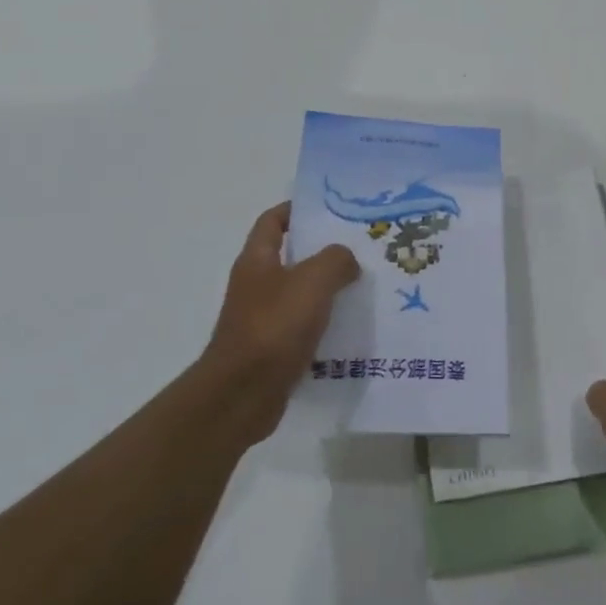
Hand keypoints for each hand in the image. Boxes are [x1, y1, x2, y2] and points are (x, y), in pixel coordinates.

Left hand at [201, 203, 359, 442]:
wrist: (242, 395)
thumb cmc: (274, 327)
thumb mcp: (313, 280)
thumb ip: (335, 260)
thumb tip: (346, 260)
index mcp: (257, 260)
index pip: (273, 221)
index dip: (296, 210)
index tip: (329, 209)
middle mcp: (255, 285)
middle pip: (290, 257)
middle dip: (322, 251)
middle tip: (359, 248)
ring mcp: (261, 319)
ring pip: (299, 294)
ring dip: (327, 290)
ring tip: (363, 287)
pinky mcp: (271, 350)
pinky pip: (302, 328)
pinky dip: (323, 324)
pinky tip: (350, 328)